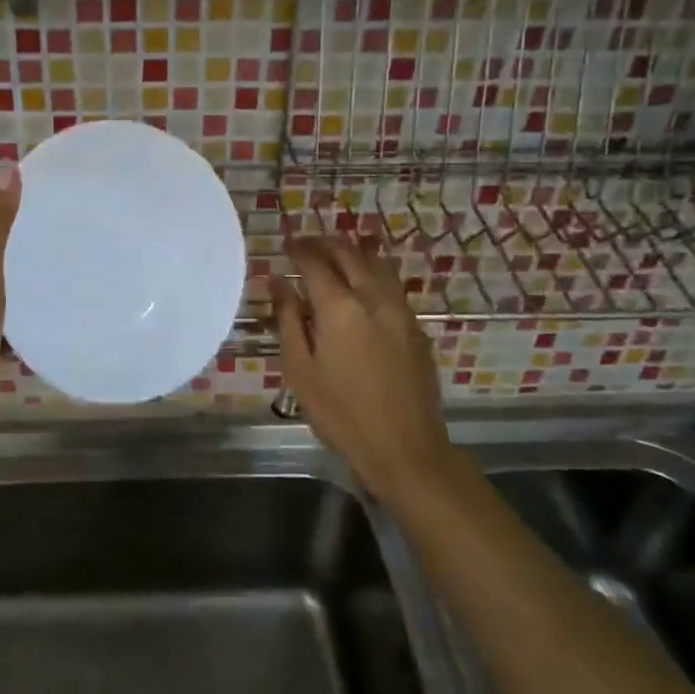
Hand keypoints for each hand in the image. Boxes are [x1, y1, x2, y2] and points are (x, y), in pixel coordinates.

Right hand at [270, 234, 450, 503]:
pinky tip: (364, 284)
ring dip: (354, 253)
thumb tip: (277, 282)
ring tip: (337, 254)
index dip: (299, 249)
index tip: (286, 244)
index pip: (316, 262)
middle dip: (326, 244)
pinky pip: (392, 285)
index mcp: (340, 308)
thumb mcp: (300, 370)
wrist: (405, 449)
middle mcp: (373, 299)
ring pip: (377, 264)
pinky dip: (374, 272)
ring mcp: (401, 312)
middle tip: (308, 245)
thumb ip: (288, 319)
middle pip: (350, 254)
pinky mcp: (416, 328)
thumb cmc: (341, 413)